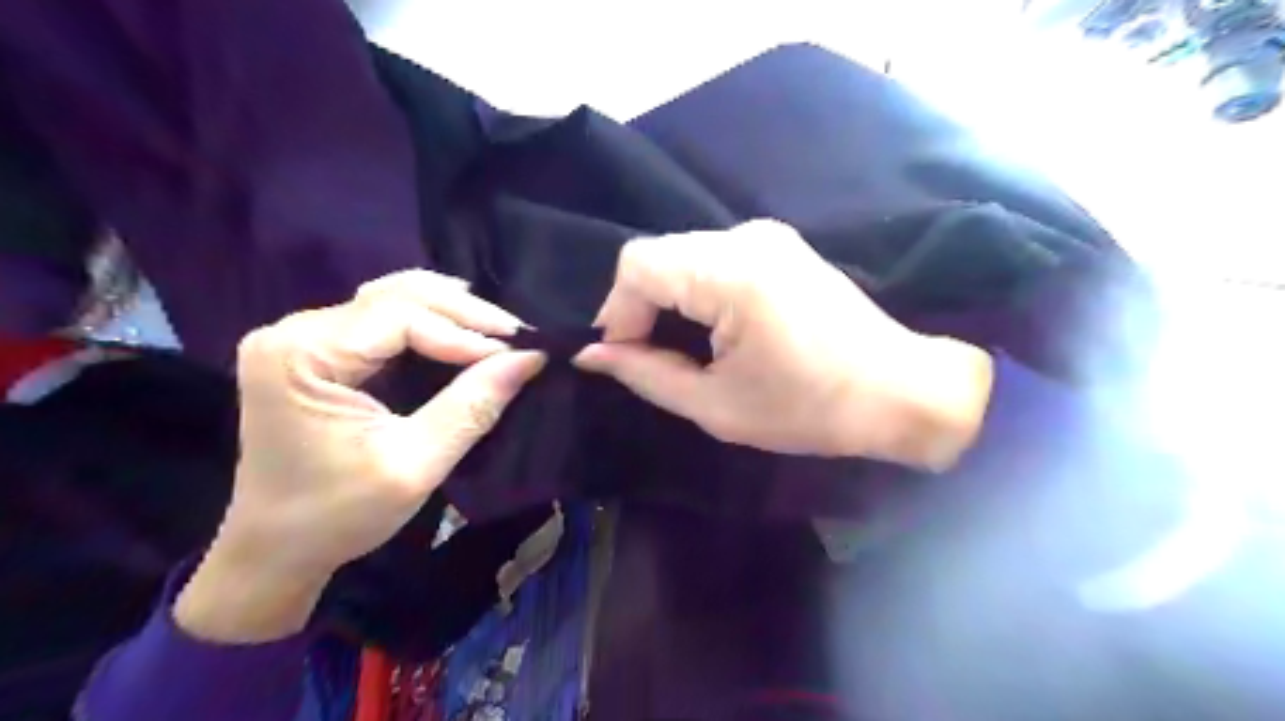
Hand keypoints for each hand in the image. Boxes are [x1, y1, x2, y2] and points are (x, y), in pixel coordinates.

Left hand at [175, 271, 547, 641]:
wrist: (275, 550)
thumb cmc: (338, 515)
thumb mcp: (415, 465)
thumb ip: (472, 406)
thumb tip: (531, 358)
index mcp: (300, 355)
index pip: (399, 316)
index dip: (464, 331)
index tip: (518, 353)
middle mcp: (294, 331)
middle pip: (395, 296)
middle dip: (463, 313)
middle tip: (517, 336)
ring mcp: (302, 337)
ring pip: (392, 298)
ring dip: (450, 311)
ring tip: (497, 331)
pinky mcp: (317, 350)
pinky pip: (383, 319)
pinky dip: (430, 322)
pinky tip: (463, 331)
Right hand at [572, 219, 990, 467]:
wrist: (900, 391)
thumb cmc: (810, 408)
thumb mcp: (717, 406)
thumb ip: (646, 374)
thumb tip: (592, 355)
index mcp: (732, 273)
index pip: (638, 264)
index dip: (616, 310)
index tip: (621, 356)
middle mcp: (747, 238)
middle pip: (658, 255)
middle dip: (637, 305)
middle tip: (642, 356)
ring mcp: (767, 236)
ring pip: (682, 256)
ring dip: (665, 298)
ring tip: (673, 347)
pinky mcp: (780, 246)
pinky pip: (712, 259)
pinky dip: (693, 290)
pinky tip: (706, 328)